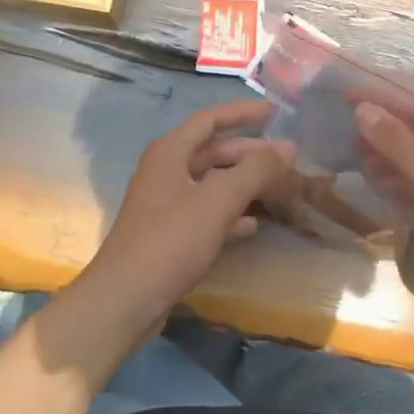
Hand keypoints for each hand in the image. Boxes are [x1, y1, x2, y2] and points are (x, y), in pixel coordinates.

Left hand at [81, 100, 293, 329]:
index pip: (210, 119)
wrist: (125, 300)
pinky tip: (252, 226)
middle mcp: (166, 170)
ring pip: (212, 183)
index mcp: (170, 152)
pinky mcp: (169, 234)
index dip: (242, 113)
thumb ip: (256, 170)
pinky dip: (230, 214)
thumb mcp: (218, 200)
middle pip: (213, 151)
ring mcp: (166, 204)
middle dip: (249, 153)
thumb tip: (289, 147)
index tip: (274, 113)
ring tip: (278, 188)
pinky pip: (206, 213)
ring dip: (243, 183)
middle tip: (286, 159)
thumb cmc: (170, 240)